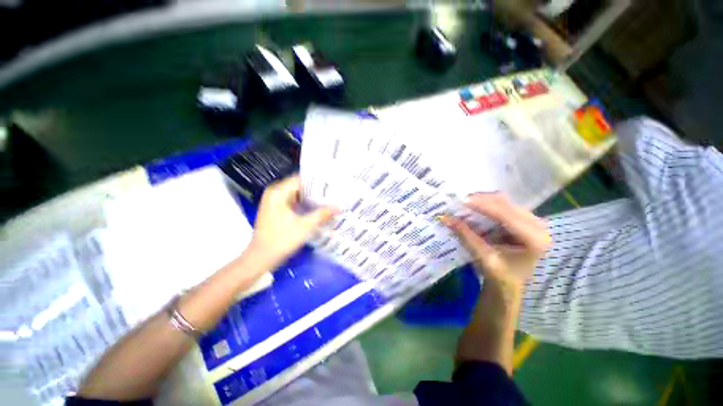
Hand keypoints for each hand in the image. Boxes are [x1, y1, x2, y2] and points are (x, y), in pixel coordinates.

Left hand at [248, 175, 337, 265]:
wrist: (261, 258)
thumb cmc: (281, 240)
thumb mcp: (305, 226)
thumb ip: (322, 214)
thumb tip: (339, 207)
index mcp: (278, 192)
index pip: (301, 179)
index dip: (317, 181)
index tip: (332, 184)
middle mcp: (275, 193)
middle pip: (299, 186)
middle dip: (316, 190)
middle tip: (333, 193)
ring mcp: (274, 202)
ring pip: (297, 194)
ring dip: (311, 198)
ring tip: (328, 200)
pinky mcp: (275, 210)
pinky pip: (293, 202)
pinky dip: (304, 204)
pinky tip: (316, 208)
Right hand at [441, 193, 549, 290]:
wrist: (509, 284)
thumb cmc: (499, 276)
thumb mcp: (482, 257)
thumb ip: (466, 236)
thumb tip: (445, 218)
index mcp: (534, 239)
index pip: (506, 215)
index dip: (483, 206)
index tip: (462, 201)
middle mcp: (538, 226)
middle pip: (507, 204)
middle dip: (482, 200)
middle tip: (461, 201)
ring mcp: (532, 221)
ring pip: (505, 202)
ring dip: (484, 201)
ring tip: (466, 203)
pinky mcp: (523, 220)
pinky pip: (503, 205)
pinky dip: (487, 205)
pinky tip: (475, 206)